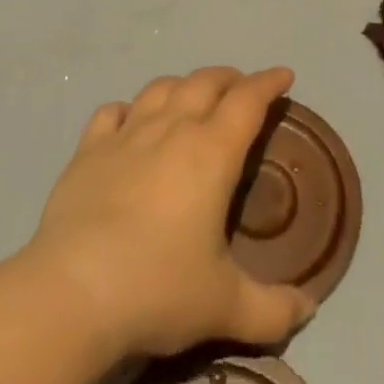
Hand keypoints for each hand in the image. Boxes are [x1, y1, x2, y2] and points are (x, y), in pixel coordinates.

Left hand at [20, 66, 316, 360]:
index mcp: (211, 152)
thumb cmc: (158, 288)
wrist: (73, 291)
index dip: (268, 83)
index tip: (284, 75)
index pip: (248, 100)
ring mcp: (127, 133)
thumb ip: (273, 308)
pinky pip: (112, 111)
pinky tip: (130, 120)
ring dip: (184, 84)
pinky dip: (129, 109)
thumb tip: (310, 308)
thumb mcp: (225, 306)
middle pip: (206, 81)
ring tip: (192, 96)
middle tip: (242, 88)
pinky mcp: (89, 148)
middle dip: (230, 78)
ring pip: (162, 87)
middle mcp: (172, 128)